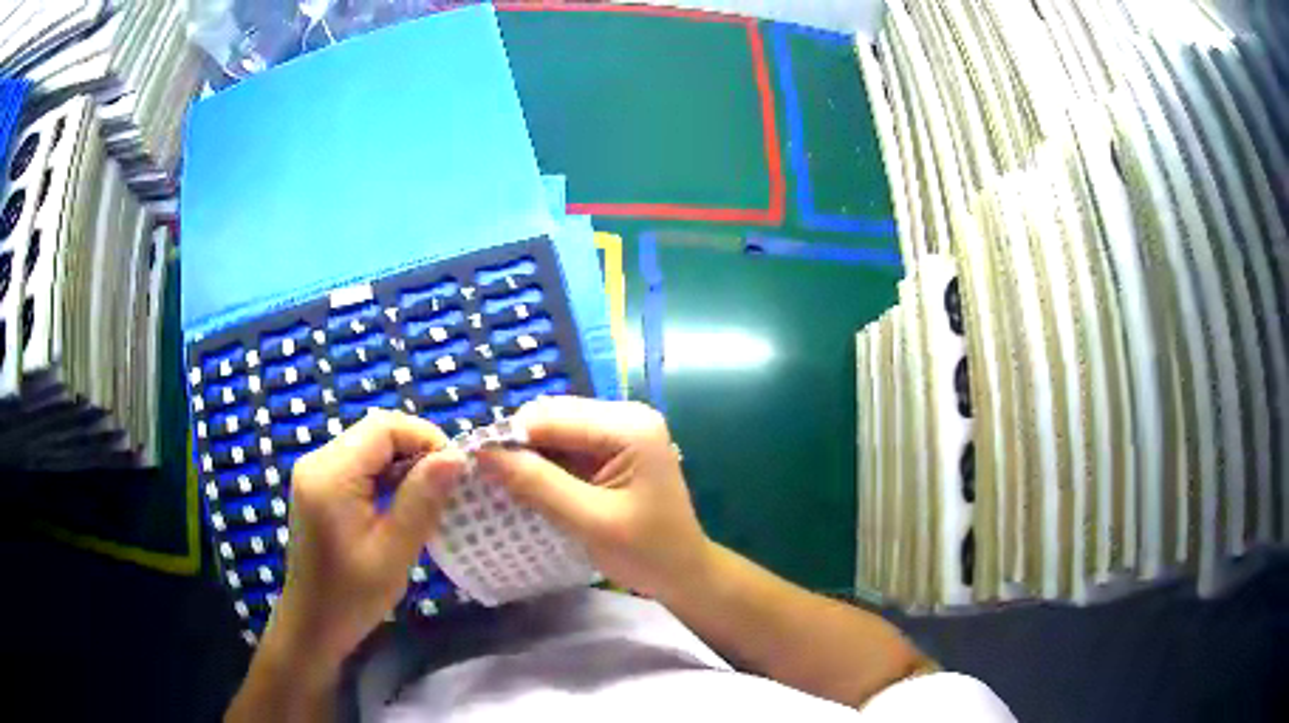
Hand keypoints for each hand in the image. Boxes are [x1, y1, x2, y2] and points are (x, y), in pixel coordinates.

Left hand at [268, 409, 466, 675]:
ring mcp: (315, 472)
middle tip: (447, 488)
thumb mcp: (394, 552)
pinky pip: (359, 464)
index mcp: (331, 474)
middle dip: (416, 450)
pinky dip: (385, 476)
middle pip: (375, 432)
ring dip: (403, 464)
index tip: (456, 472)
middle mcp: (318, 461)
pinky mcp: (318, 485)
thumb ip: (421, 500)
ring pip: (369, 445)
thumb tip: (455, 456)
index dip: (425, 437)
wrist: (313, 623)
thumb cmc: (353, 596)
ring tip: (429, 498)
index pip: (384, 427)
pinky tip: (401, 504)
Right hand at [476, 397, 710, 599]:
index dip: (509, 438)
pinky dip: (543, 466)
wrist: (683, 573)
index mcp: (629, 426)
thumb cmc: (648, 552)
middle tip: (489, 480)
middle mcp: (624, 416)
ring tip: (502, 485)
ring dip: (528, 457)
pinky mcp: (611, 450)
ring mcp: (619, 431)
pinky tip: (527, 488)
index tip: (474, 466)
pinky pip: (565, 447)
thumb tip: (483, 455)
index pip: (552, 418)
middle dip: (518, 446)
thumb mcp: (590, 522)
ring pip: (553, 432)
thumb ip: (538, 486)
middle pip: (551, 418)